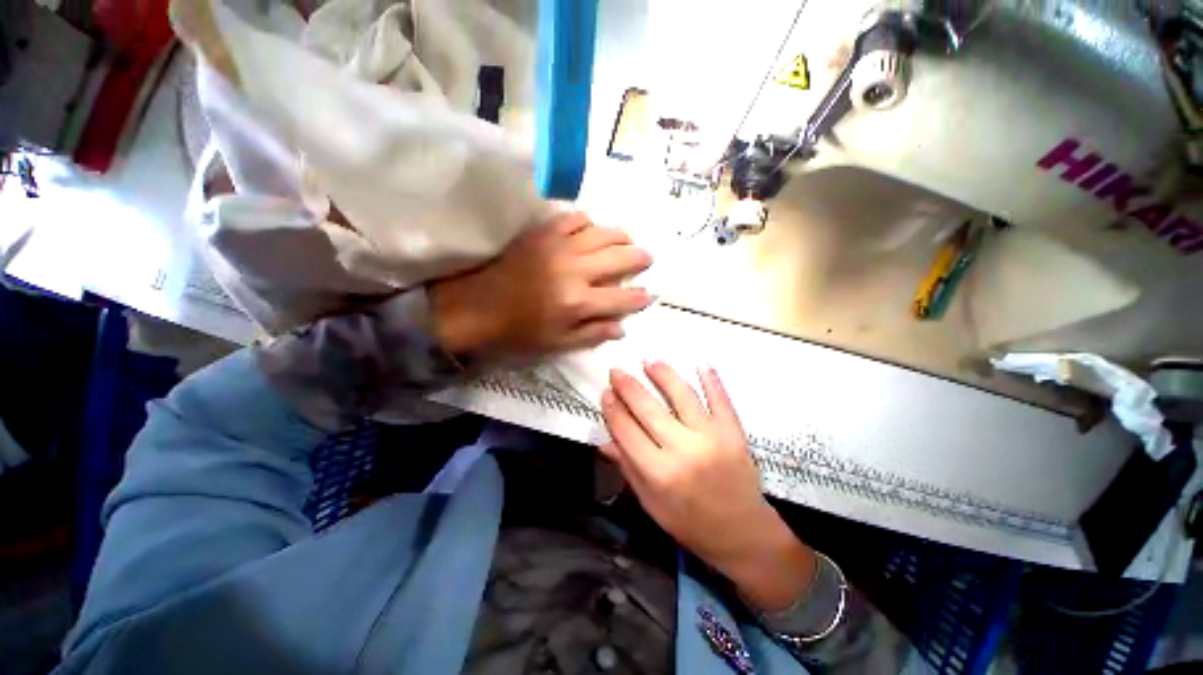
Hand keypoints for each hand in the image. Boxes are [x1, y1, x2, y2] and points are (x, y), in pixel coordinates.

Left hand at [429, 213, 653, 358]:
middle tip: (647, 259)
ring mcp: (558, 246)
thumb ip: (593, 334)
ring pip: (603, 232)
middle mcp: (574, 270)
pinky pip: (575, 217)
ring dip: (621, 237)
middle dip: (640, 258)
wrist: (478, 305)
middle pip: (620, 257)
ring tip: (627, 241)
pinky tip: (592, 231)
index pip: (623, 298)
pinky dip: (589, 223)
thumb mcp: (558, 344)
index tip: (649, 294)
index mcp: (578, 302)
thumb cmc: (519, 331)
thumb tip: (622, 327)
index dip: (640, 297)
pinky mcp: (543, 232)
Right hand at [600, 362, 816, 612]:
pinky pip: (720, 399)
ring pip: (682, 396)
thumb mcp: (651, 503)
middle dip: (628, 386)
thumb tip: (605, 440)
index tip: (605, 393)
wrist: (742, 534)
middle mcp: (683, 450)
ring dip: (664, 375)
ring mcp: (711, 437)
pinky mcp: (733, 432)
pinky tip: (700, 363)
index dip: (613, 409)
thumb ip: (628, 468)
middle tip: (617, 371)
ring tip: (649, 361)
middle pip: (649, 409)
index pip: (627, 431)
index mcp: (659, 473)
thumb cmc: (690, 524)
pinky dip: (711, 380)